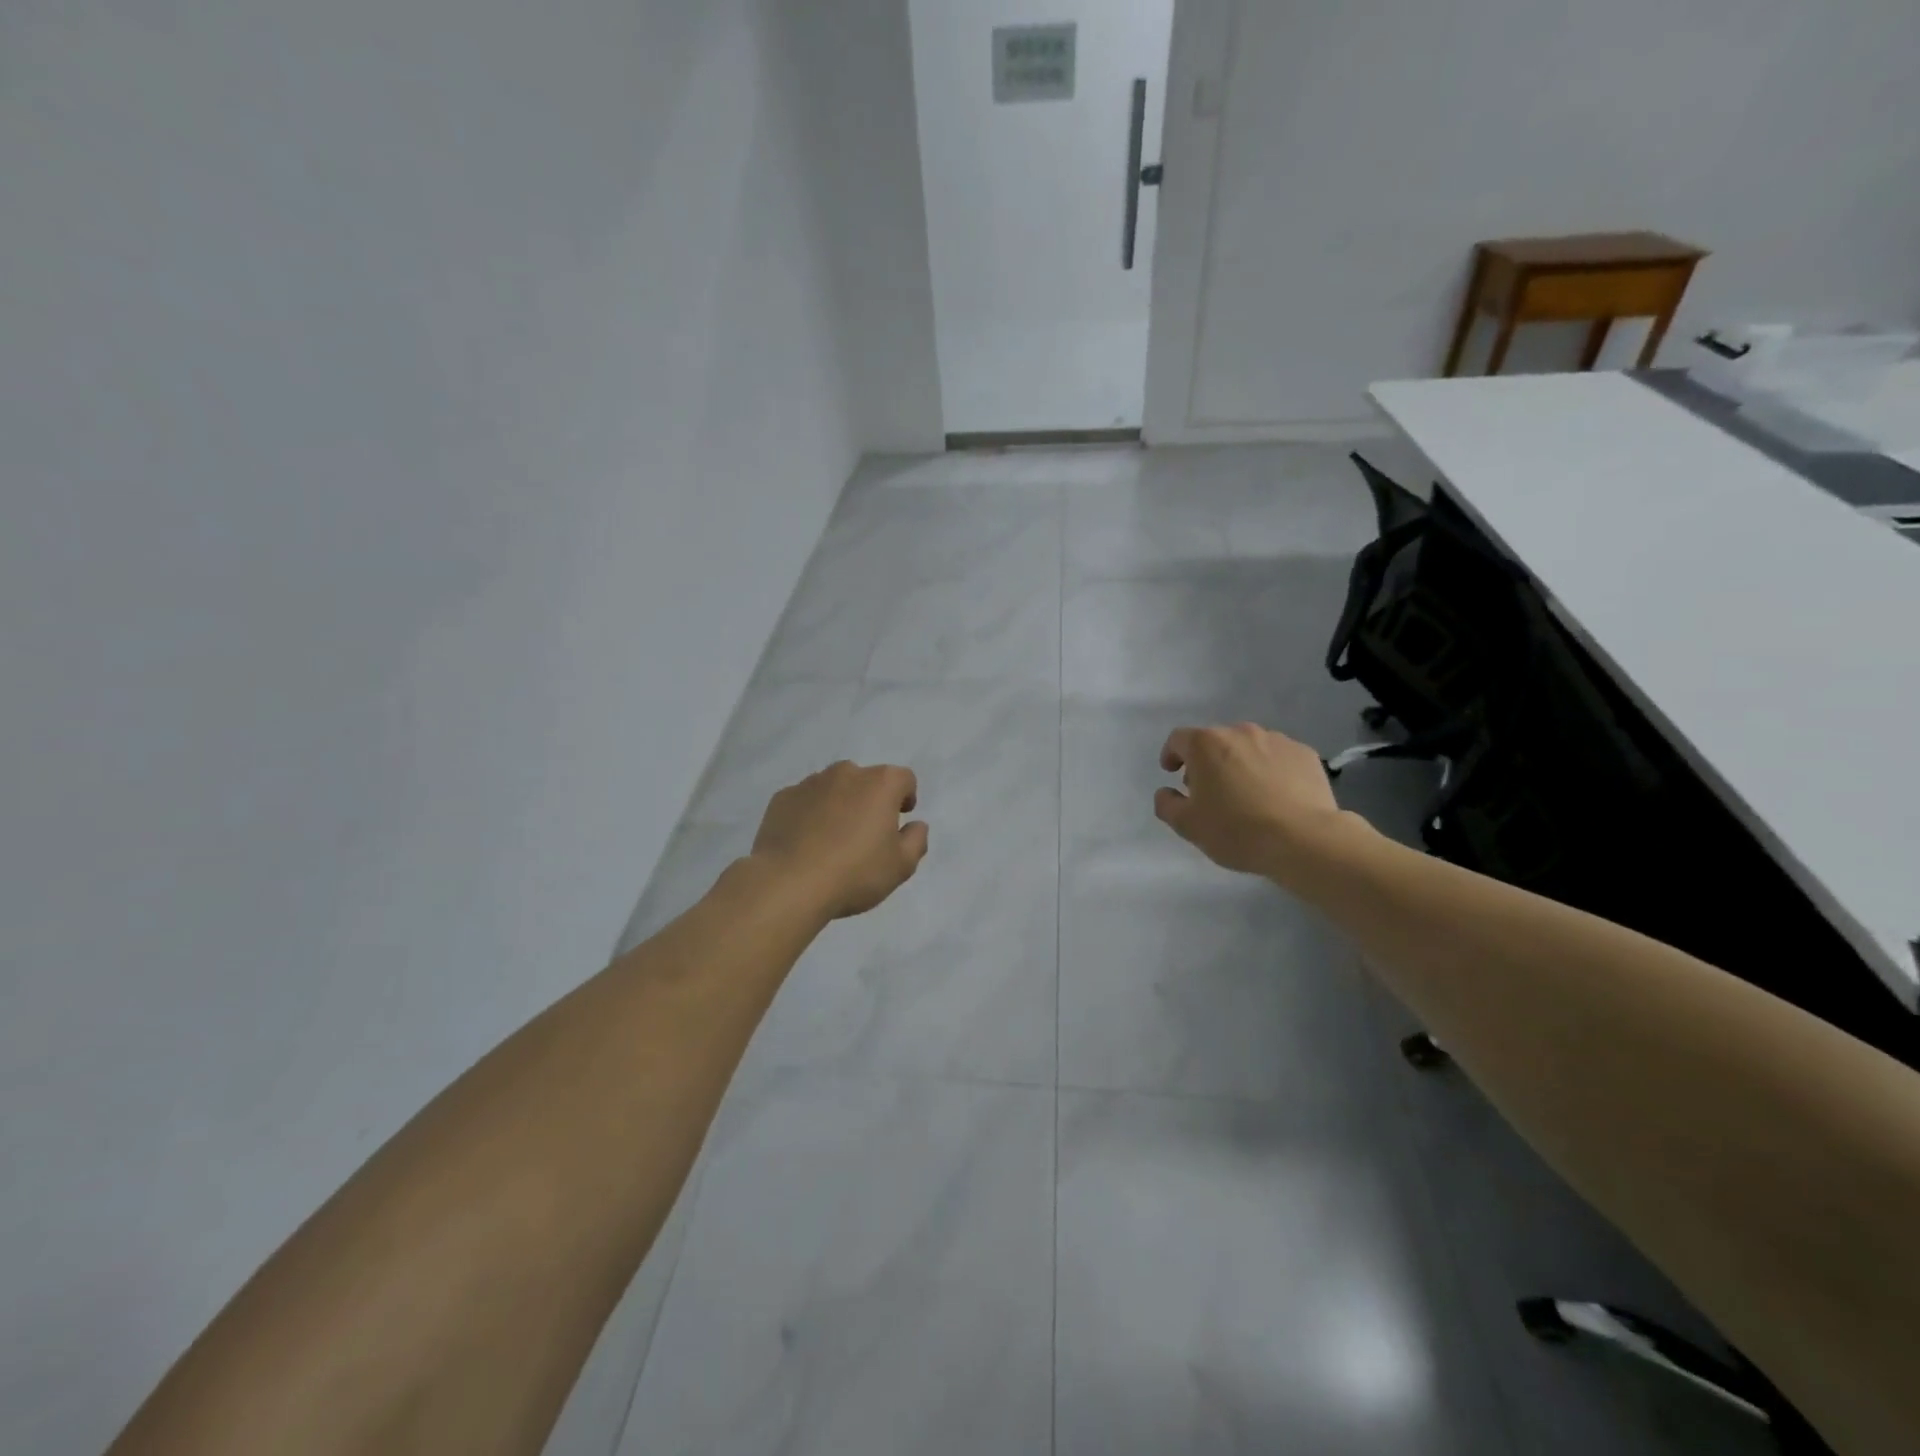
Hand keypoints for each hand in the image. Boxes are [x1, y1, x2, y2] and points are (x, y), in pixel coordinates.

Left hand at [751, 761, 928, 918]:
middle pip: (866, 780)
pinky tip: (805, 843)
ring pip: (833, 789)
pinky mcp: (782, 798)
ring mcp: (810, 783)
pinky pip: (804, 801)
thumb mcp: (901, 866)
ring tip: (832, 841)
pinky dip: (809, 814)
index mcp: (880, 784)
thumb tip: (916, 825)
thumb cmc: (854, 873)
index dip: (905, 797)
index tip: (899, 819)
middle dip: (869, 801)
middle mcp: (846, 773)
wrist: (788, 884)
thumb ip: (916, 840)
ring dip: (838, 805)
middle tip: (865, 835)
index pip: (903, 779)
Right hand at [1153, 722, 1355, 879]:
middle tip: (1210, 791)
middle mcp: (1240, 732)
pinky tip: (1276, 796)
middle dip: (1207, 761)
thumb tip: (1166, 792)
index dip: (1171, 754)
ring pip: (1248, 747)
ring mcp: (1276, 740)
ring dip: (1240, 763)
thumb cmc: (1236, 830)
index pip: (1179, 739)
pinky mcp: (1305, 754)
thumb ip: (1167, 804)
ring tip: (1246, 794)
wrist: (1304, 839)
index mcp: (1206, 744)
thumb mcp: (1188, 826)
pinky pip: (1278, 757)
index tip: (1172, 772)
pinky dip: (1271, 770)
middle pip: (1215, 741)